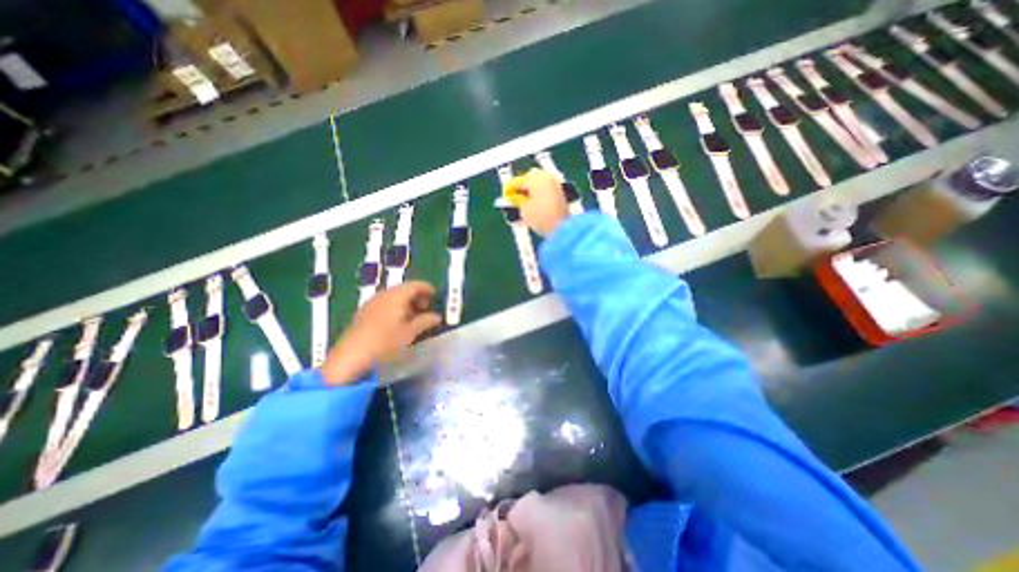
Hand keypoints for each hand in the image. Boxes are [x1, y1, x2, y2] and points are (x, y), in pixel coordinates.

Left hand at [323, 279, 441, 385]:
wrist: (351, 357)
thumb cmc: (385, 342)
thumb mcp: (409, 333)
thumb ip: (424, 321)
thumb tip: (437, 317)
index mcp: (396, 296)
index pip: (414, 285)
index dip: (426, 288)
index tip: (435, 295)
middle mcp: (383, 295)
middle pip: (403, 289)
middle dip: (416, 296)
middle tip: (426, 308)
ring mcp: (371, 303)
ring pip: (393, 297)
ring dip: (405, 303)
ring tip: (413, 317)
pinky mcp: (363, 313)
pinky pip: (383, 304)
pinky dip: (394, 308)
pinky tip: (397, 322)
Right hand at [515, 168, 569, 237]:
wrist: (562, 228)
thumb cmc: (541, 217)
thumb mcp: (524, 209)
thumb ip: (517, 200)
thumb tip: (513, 197)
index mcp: (535, 178)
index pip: (517, 181)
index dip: (509, 189)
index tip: (504, 196)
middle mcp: (546, 177)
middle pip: (529, 179)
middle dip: (521, 188)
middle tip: (513, 198)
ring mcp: (554, 184)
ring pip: (538, 184)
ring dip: (529, 191)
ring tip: (522, 203)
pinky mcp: (560, 193)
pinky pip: (545, 189)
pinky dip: (537, 194)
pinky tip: (533, 204)